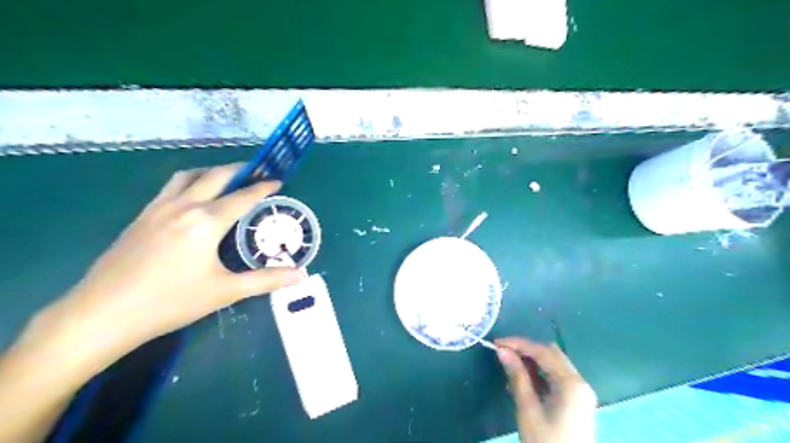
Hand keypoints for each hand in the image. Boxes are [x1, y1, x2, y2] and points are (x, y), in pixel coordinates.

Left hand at [40, 162, 304, 366]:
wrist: (102, 314)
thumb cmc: (170, 302)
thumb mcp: (225, 291)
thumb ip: (266, 280)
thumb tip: (301, 275)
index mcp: (206, 222)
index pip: (242, 197)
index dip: (263, 187)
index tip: (277, 180)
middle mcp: (183, 207)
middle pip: (215, 176)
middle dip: (239, 169)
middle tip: (256, 171)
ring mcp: (158, 209)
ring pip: (188, 176)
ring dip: (211, 172)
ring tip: (227, 179)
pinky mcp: (141, 217)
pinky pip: (170, 188)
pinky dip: (189, 182)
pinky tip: (192, 198)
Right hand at [495, 338, 595, 440]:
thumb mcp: (528, 409)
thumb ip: (517, 377)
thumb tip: (503, 351)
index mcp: (571, 383)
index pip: (542, 352)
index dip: (518, 344)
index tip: (497, 343)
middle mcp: (580, 382)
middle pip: (551, 355)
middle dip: (526, 351)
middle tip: (503, 353)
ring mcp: (580, 393)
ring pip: (554, 366)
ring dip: (532, 362)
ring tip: (509, 367)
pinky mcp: (577, 402)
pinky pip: (557, 378)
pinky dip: (540, 375)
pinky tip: (523, 380)